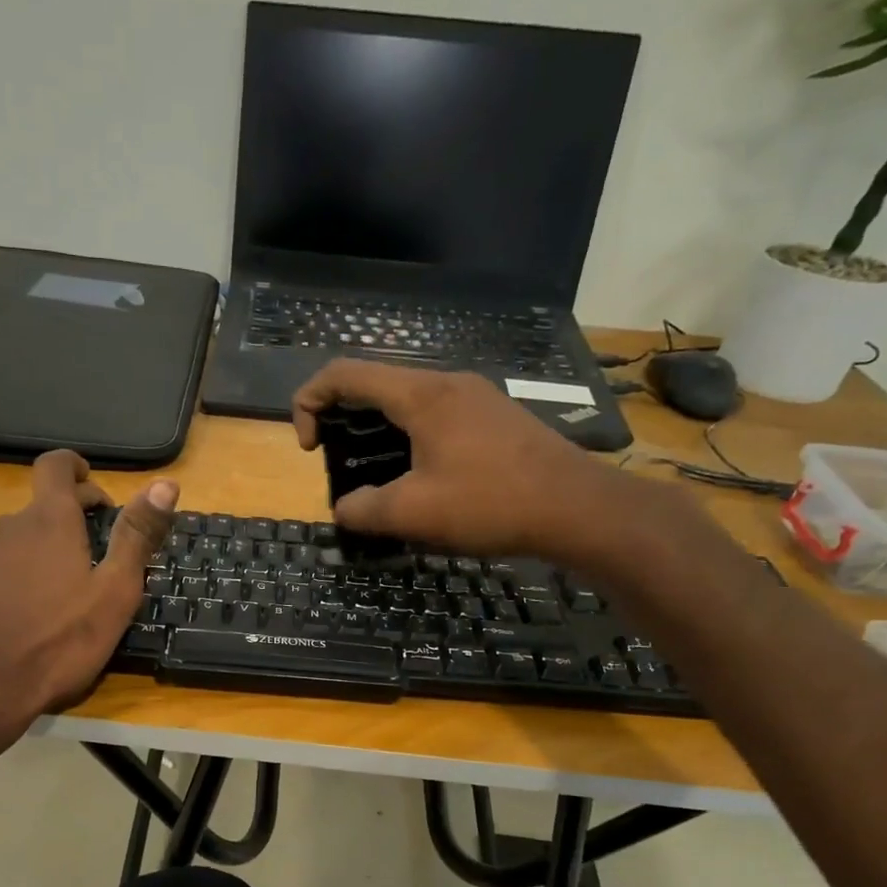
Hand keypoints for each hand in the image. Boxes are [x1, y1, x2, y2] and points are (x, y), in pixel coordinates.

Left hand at [0, 450, 177, 729]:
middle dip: (67, 519)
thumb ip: (137, 535)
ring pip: (13, 534)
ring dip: (36, 547)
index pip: (57, 466)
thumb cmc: (61, 642)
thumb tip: (166, 483)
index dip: (76, 469)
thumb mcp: (115, 592)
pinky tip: (11, 598)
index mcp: (51, 521)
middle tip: (91, 557)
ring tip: (52, 587)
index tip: (94, 492)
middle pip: (41, 506)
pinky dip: (3, 565)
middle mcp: (10, 523)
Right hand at [293, 359, 663, 568]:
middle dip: (341, 419)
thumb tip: (344, 509)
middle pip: (374, 384)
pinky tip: (420, 478)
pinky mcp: (493, 418)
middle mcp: (446, 383)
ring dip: (376, 431)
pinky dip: (409, 438)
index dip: (309, 402)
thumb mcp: (414, 513)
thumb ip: (364, 510)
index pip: (344, 373)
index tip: (308, 447)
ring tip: (375, 476)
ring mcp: (475, 397)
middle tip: (337, 463)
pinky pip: (435, 416)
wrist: (578, 508)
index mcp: (421, 394)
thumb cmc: (490, 503)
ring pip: (406, 401)